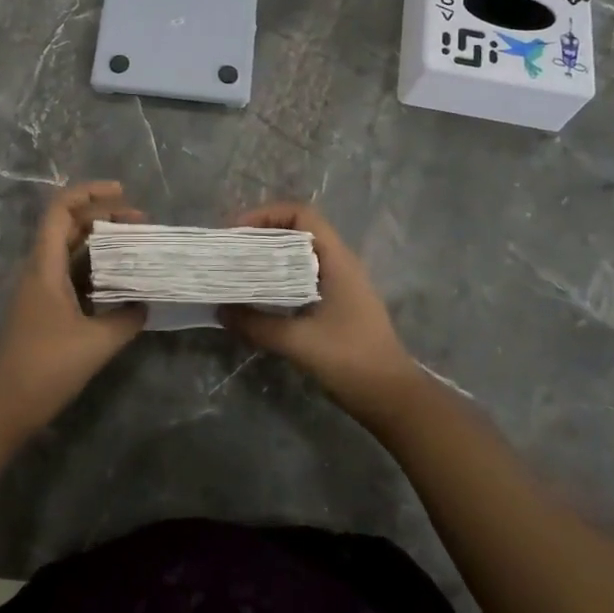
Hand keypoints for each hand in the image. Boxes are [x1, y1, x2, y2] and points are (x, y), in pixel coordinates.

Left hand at [0, 181, 147, 436]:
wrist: (2, 409)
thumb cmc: (45, 369)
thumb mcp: (96, 344)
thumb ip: (126, 319)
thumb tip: (144, 305)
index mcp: (45, 266)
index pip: (62, 210)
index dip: (90, 193)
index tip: (123, 193)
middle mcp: (39, 269)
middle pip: (68, 224)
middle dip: (103, 215)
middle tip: (140, 222)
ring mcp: (38, 289)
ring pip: (69, 249)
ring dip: (100, 241)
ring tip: (135, 244)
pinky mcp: (42, 308)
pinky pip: (69, 272)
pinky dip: (94, 266)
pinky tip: (118, 280)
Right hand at [223, 202, 419, 418]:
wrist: (392, 398)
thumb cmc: (351, 360)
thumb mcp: (299, 342)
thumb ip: (257, 324)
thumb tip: (221, 310)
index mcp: (336, 260)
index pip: (301, 214)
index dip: (267, 215)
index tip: (237, 232)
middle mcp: (339, 263)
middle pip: (297, 231)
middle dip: (261, 235)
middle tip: (231, 251)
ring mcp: (340, 284)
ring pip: (298, 255)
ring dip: (269, 258)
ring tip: (238, 270)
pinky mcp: (337, 304)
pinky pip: (302, 277)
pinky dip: (278, 278)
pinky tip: (259, 296)